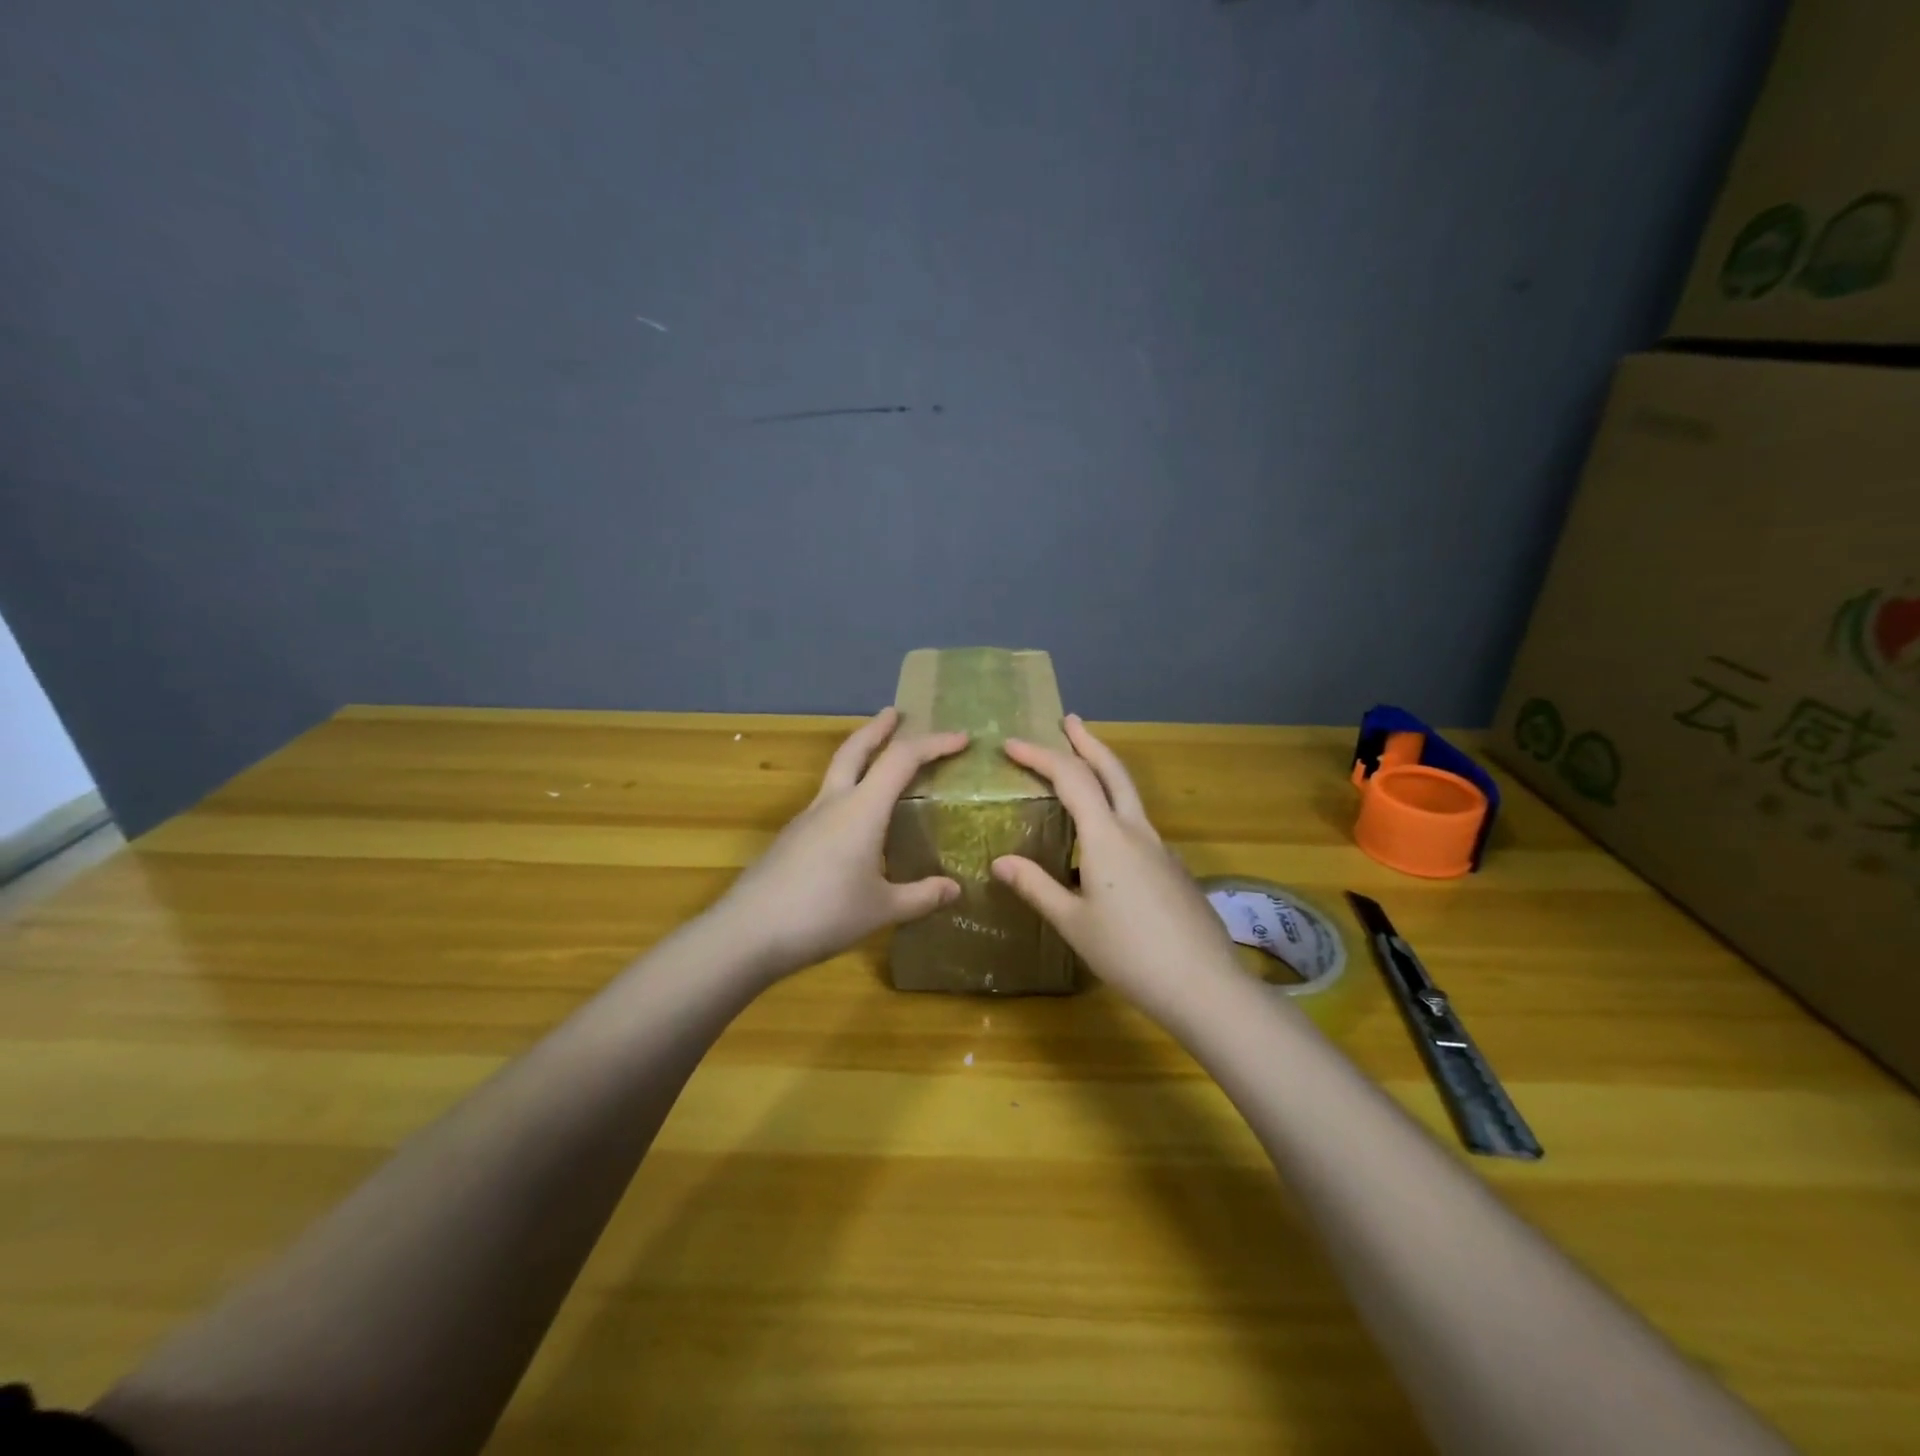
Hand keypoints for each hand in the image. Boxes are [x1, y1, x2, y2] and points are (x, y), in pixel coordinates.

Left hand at [712, 707, 968, 978]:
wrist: (747, 933)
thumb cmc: (823, 915)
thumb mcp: (882, 909)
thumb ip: (920, 897)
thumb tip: (954, 889)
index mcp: (861, 809)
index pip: (902, 759)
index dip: (934, 744)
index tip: (961, 739)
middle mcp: (833, 803)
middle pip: (855, 749)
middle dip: (878, 728)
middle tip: (895, 713)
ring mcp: (806, 819)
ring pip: (836, 773)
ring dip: (859, 757)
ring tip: (878, 764)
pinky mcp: (791, 839)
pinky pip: (826, 802)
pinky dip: (847, 793)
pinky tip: (854, 823)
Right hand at [990, 715, 1238, 1017]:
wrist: (1204, 985)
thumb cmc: (1129, 953)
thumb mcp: (1073, 923)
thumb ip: (1036, 887)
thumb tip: (999, 862)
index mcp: (1107, 837)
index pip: (1070, 778)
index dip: (1039, 756)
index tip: (1012, 745)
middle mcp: (1137, 831)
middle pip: (1113, 770)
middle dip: (1088, 742)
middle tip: (1069, 721)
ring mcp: (1161, 848)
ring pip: (1130, 796)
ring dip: (1105, 772)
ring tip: (1083, 771)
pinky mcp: (1173, 869)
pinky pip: (1139, 826)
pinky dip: (1116, 811)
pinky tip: (1105, 842)